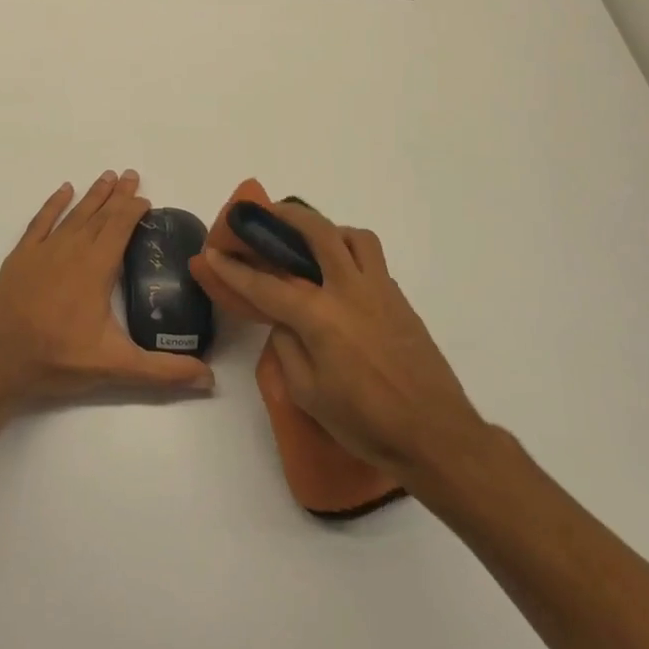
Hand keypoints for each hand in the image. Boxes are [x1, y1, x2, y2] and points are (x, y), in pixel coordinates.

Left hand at [0, 170, 215, 400]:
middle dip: (118, 195)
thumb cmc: (58, 360)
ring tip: (106, 177)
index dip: (134, 209)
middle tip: (131, 174)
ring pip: (74, 214)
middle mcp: (72, 250)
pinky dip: (53, 204)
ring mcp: (43, 250)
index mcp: (96, 268)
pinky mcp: (20, 257)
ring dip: (92, 195)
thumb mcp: (115, 367)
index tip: (145, 198)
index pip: (120, 228)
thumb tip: (209, 378)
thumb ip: (163, 371)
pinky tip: (64, 190)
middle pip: (100, 214)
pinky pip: (40, 222)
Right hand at [201, 202, 482, 473]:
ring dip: (328, 229)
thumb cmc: (366, 422)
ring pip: (354, 236)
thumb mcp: (308, 394)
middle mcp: (349, 291)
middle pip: (317, 232)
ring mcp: (380, 291)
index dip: (234, 269)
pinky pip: (373, 260)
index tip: (212, 253)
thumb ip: (288, 348)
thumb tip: (284, 322)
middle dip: (287, 216)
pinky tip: (340, 278)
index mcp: (320, 317)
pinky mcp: (400, 300)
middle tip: (266, 212)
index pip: (266, 285)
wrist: (436, 435)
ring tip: (311, 242)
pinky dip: (351, 253)